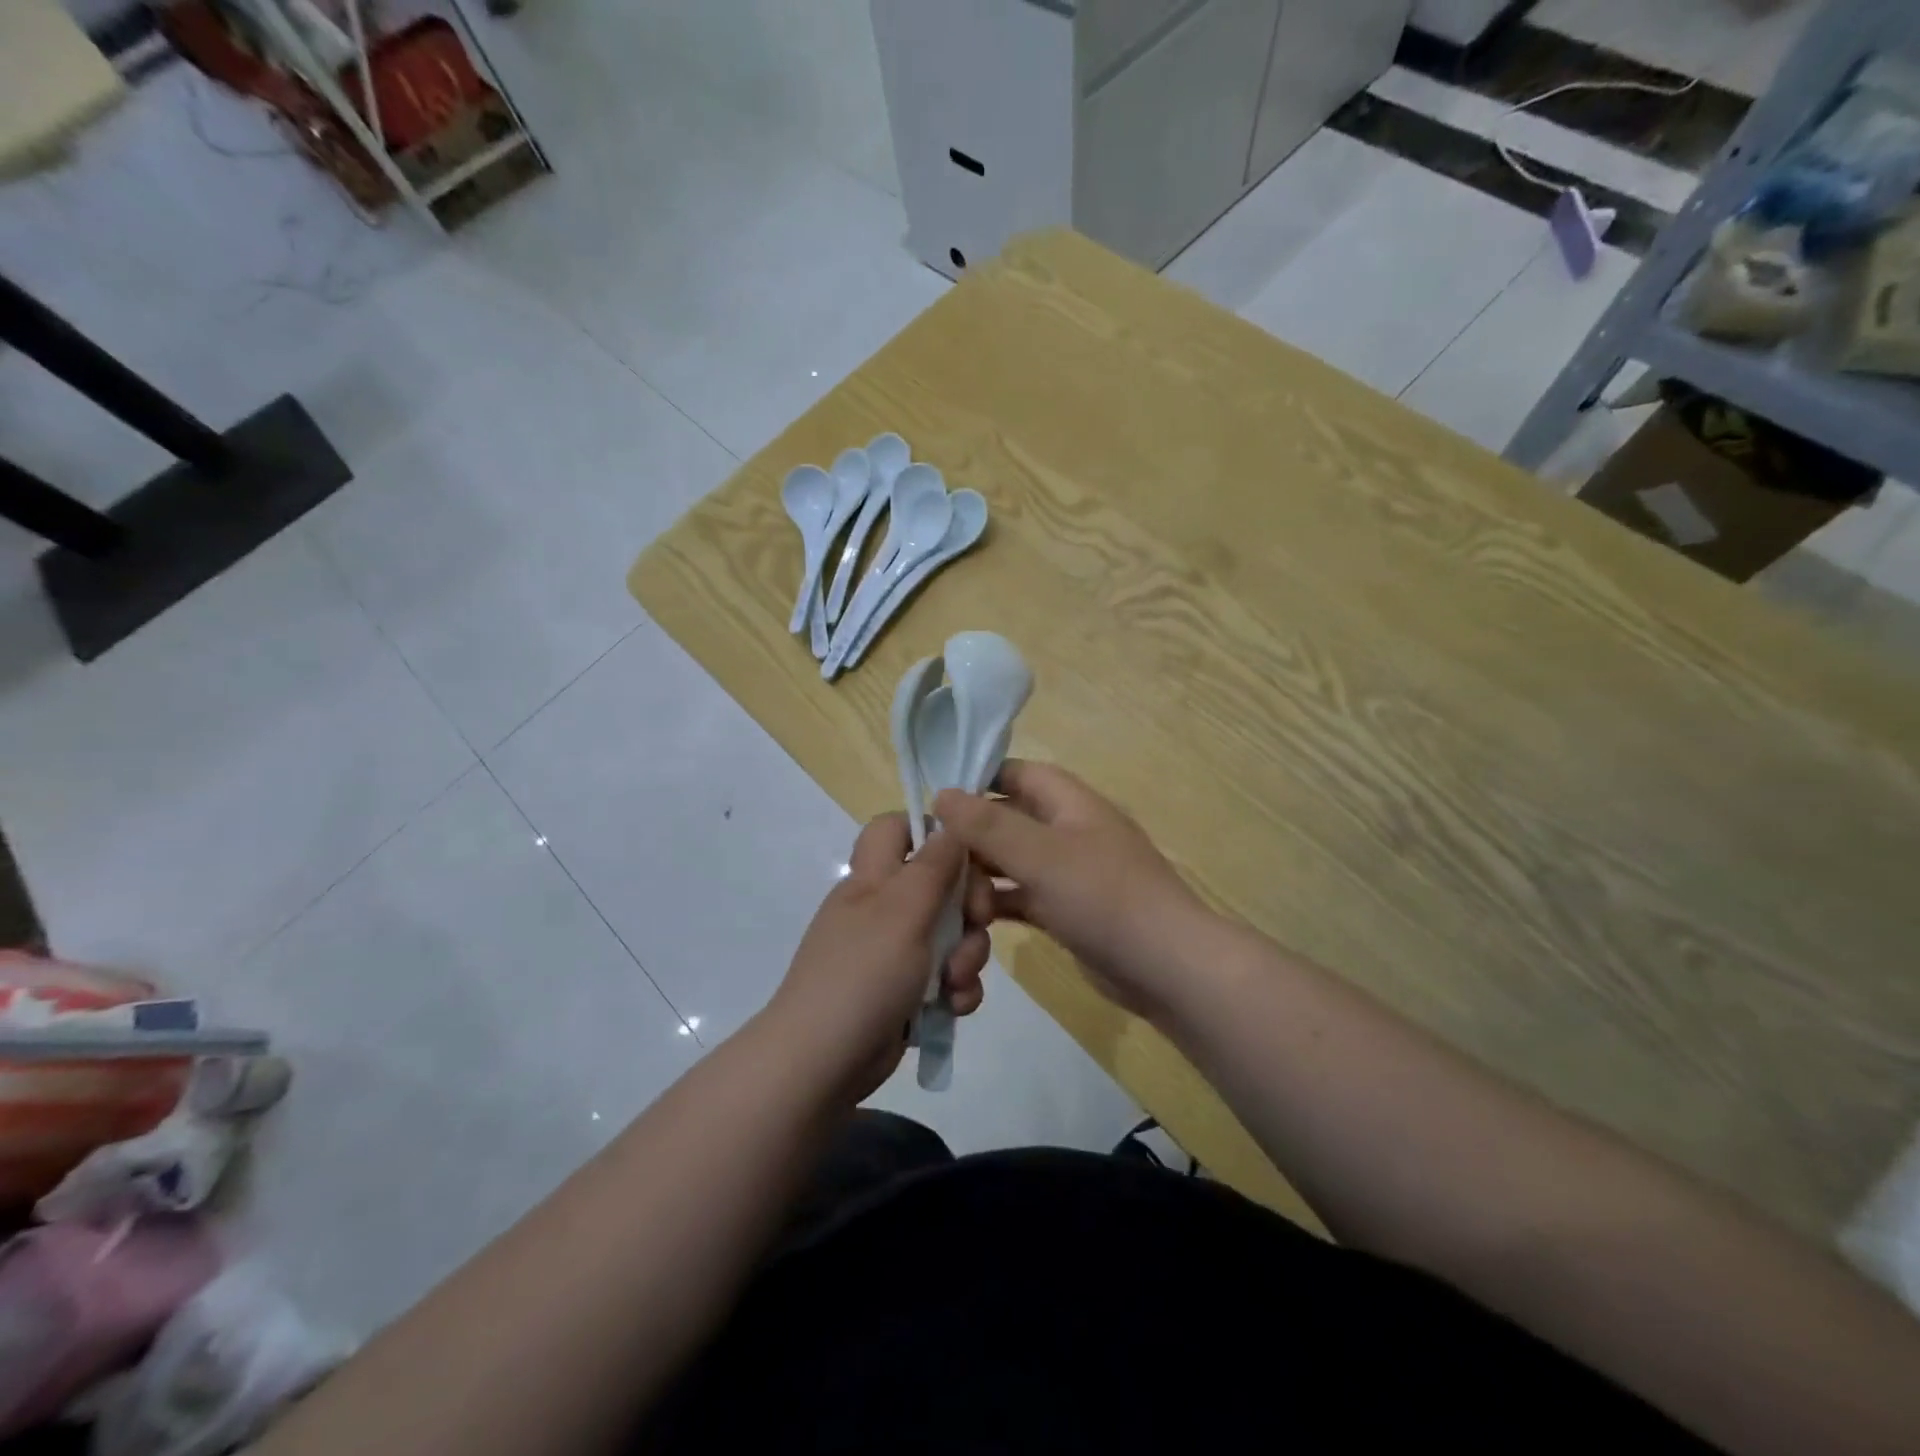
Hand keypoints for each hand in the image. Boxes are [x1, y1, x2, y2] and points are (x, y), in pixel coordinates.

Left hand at [765, 814, 992, 1100]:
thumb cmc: (863, 974)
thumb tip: (951, 827)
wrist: (823, 1063)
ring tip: (956, 983)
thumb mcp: (903, 911)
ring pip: (951, 934)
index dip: (931, 831)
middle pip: (940, 883)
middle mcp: (883, 909)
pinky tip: (955, 1007)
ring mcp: (894, 952)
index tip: (966, 855)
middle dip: (967, 907)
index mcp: (873, 878)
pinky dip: (956, 989)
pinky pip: (945, 976)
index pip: (896, 828)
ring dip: (967, 956)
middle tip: (976, 924)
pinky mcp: (906, 991)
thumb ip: (933, 866)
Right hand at [933, 761, 1209, 1021]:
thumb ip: (988, 825)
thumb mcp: (1041, 855)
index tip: (936, 800)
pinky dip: (999, 903)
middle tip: (932, 861)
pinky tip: (970, 920)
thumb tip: (941, 794)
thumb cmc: (1104, 897)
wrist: (1167, 967)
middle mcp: (1068, 830)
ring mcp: (1069, 873)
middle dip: (972, 837)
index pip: (1016, 773)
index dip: (977, 780)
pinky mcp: (1068, 910)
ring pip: (1012, 861)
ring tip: (948, 897)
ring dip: (982, 874)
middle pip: (1009, 819)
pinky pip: (1023, 896)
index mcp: (1069, 802)